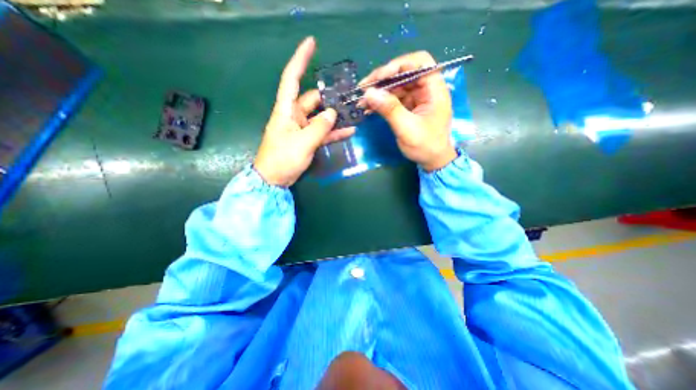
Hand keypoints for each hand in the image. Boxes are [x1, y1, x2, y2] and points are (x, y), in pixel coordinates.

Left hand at [254, 37, 355, 184]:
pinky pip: (323, 132)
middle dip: (329, 98)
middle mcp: (294, 115)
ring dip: (335, 117)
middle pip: (313, 100)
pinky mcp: (308, 140)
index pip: (292, 78)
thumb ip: (319, 127)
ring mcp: (302, 129)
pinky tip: (349, 131)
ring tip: (353, 114)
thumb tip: (332, 113)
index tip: (312, 43)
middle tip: (349, 98)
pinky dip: (334, 132)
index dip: (301, 60)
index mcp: (286, 110)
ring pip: (321, 117)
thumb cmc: (282, 158)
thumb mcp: (302, 142)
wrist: (275, 179)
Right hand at [361, 51, 461, 169]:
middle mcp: (426, 89)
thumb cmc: (425, 146)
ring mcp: (417, 98)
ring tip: (362, 101)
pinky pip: (393, 98)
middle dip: (383, 79)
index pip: (420, 62)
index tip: (380, 77)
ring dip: (379, 92)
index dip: (399, 64)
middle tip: (363, 88)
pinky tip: (368, 107)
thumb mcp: (407, 129)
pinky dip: (381, 102)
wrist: (432, 161)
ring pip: (396, 86)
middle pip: (404, 73)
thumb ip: (390, 110)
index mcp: (434, 89)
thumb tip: (369, 93)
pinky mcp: (409, 106)